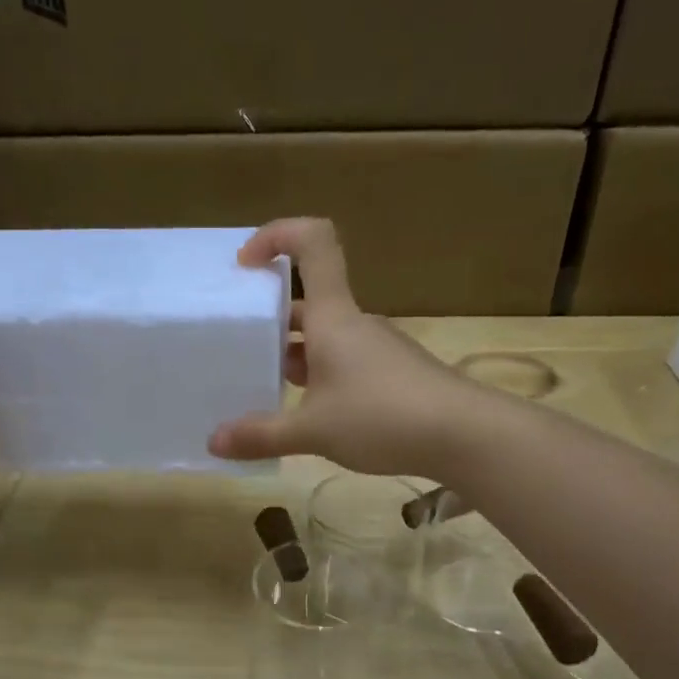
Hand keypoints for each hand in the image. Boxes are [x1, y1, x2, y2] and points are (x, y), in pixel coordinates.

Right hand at [208, 219, 481, 477]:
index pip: (312, 243)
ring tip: (267, 391)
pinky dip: (321, 378)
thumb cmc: (382, 417)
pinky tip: (311, 416)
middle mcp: (355, 324)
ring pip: (326, 339)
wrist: (465, 434)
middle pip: (309, 302)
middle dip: (272, 321)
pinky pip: (346, 364)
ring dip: (296, 356)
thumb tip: (213, 442)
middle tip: (241, 350)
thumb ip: (262, 435)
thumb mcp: (313, 431)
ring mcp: (378, 349)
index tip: (245, 264)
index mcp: (333, 316)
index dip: (277, 236)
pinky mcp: (394, 375)